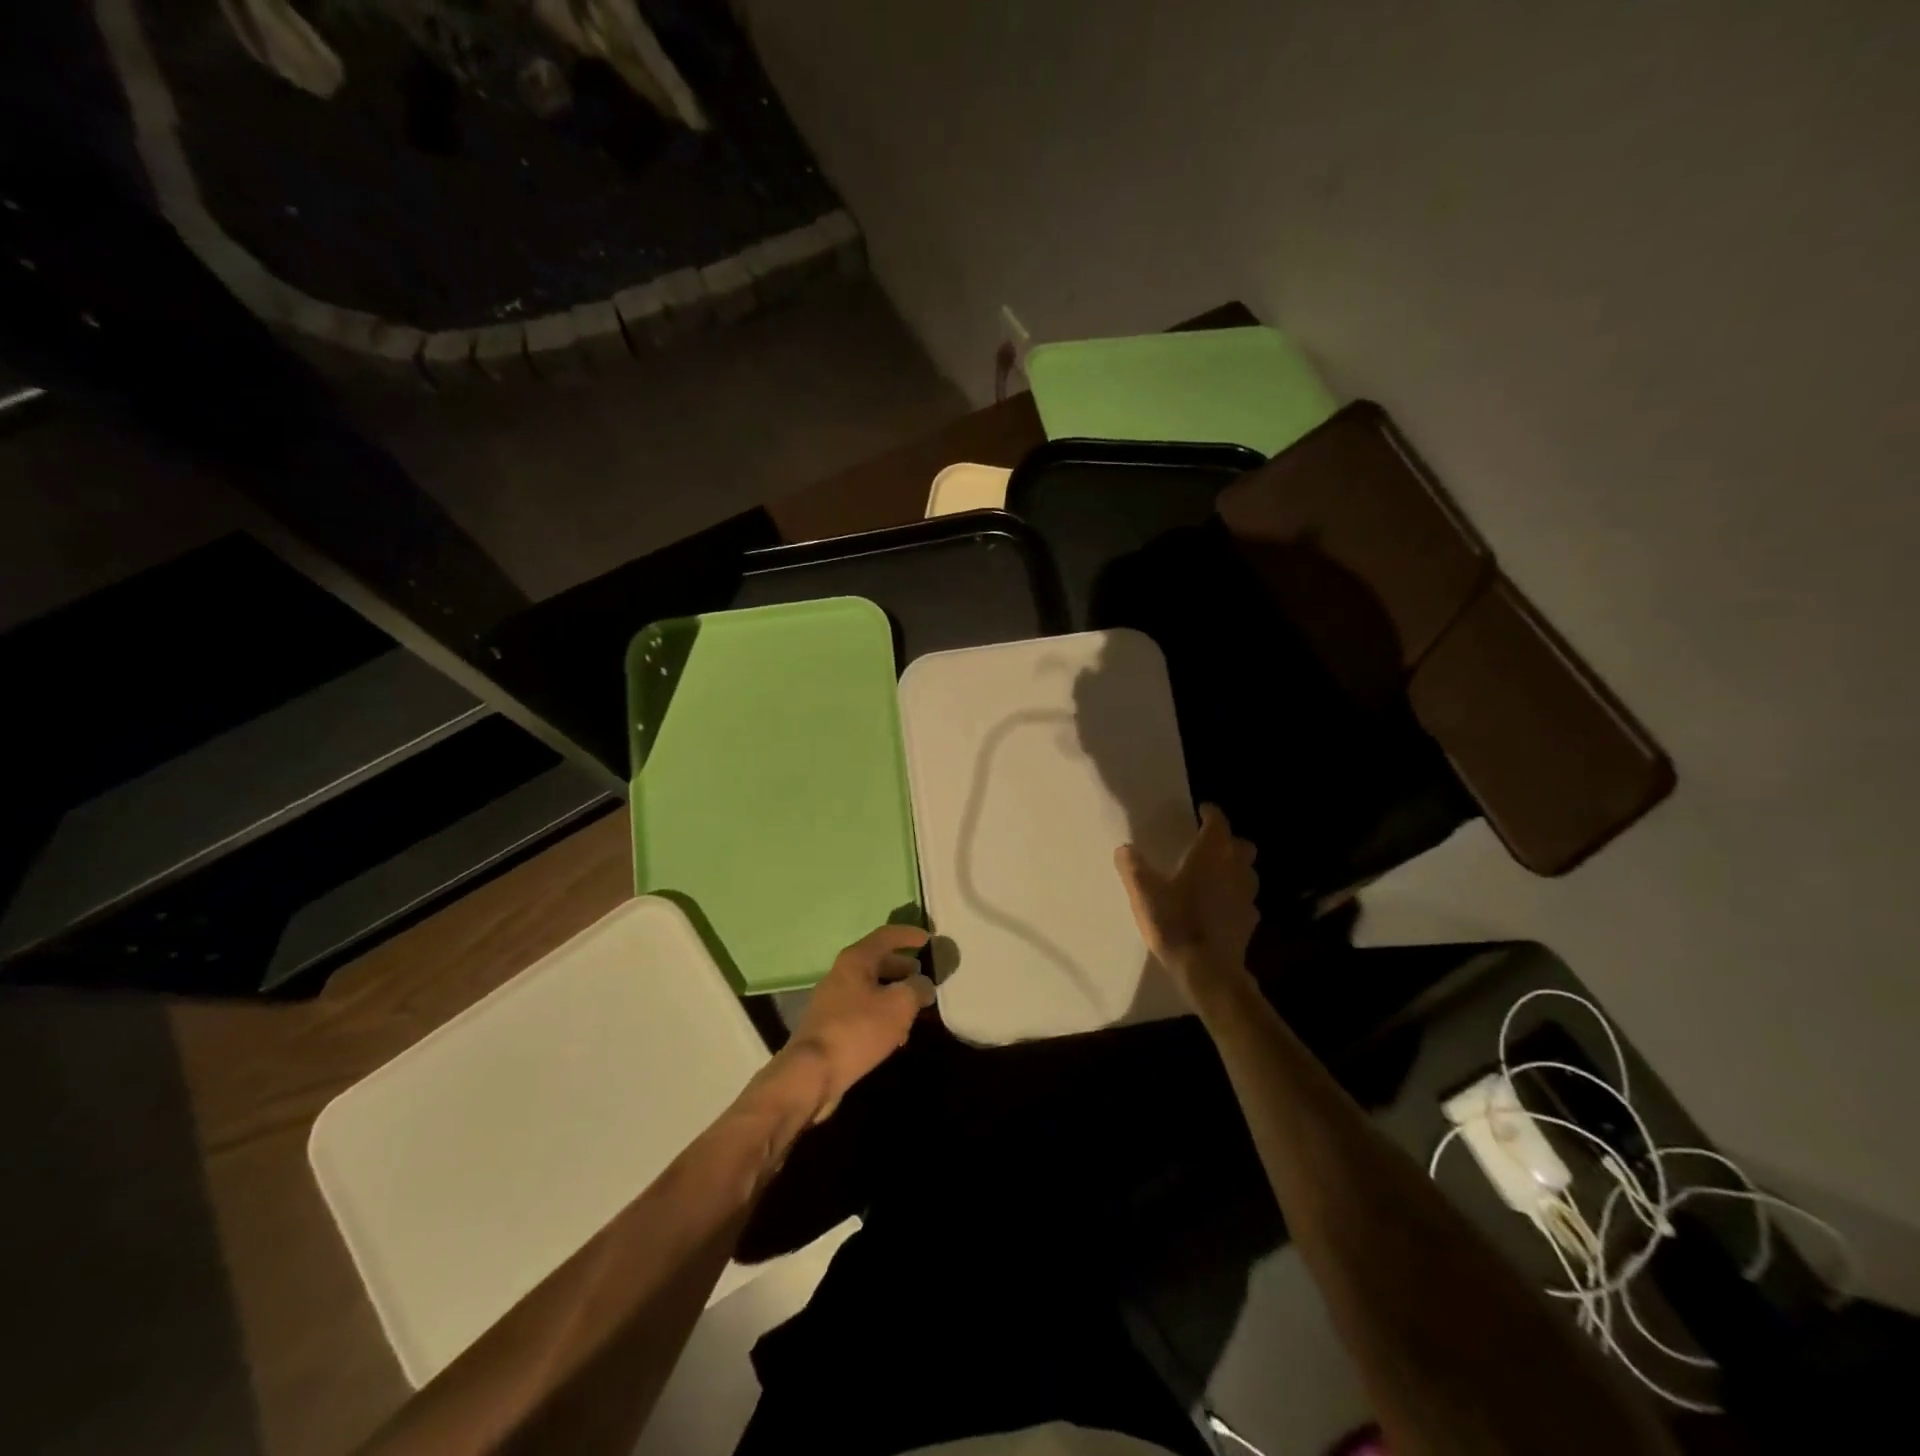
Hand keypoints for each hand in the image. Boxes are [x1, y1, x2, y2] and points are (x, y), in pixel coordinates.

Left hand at [782, 924, 932, 1122]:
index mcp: (855, 960)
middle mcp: (840, 974)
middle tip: (923, 979)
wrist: (812, 1073)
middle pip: (877, 962)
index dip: (909, 935)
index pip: (886, 936)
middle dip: (902, 969)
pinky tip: (894, 1036)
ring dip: (894, 995)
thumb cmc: (858, 1030)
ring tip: (914, 1011)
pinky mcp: (829, 1025)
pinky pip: (862, 1010)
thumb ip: (917, 989)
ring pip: (870, 989)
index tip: (929, 940)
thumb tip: (923, 984)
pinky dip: (881, 1014)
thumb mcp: (899, 1006)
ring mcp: (832, 1000)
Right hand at [1115, 803, 1258, 1003]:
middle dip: (1228, 841)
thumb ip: (1133, 867)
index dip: (1211, 814)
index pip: (1218, 823)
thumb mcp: (1144, 893)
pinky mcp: (1249, 922)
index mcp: (1210, 855)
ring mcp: (1246, 897)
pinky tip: (1219, 907)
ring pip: (1247, 873)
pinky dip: (1235, 898)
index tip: (1202, 810)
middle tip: (1208, 845)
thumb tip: (1125, 848)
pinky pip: (1245, 901)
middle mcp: (1234, 870)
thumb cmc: (1176, 923)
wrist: (1208, 971)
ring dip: (1234, 868)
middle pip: (1242, 845)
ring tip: (1213, 875)